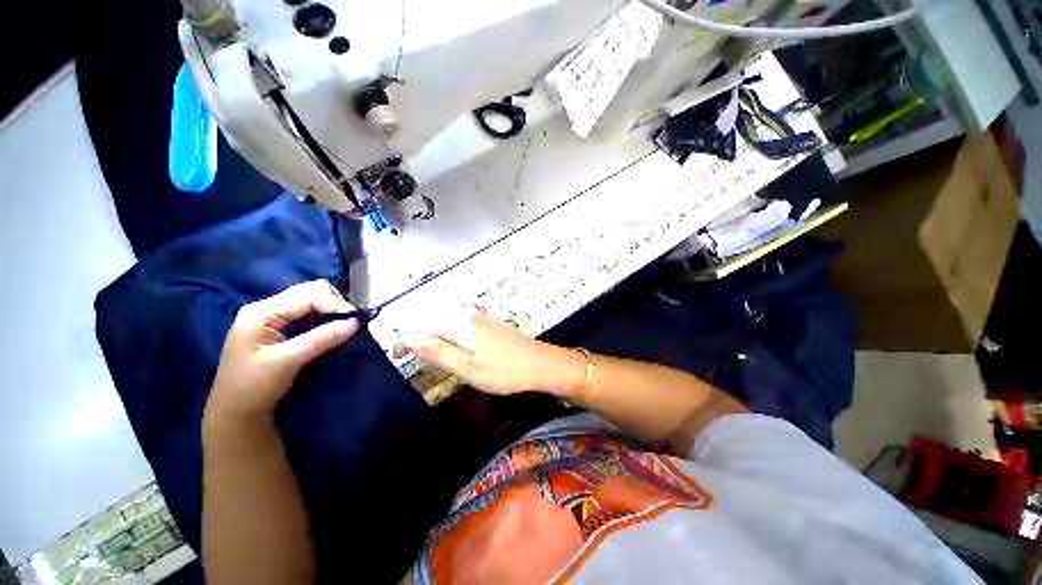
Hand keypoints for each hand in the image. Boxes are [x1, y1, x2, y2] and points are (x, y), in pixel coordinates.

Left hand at [206, 280, 358, 424]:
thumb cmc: (254, 386)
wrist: (234, 413)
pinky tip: (330, 326)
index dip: (335, 304)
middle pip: (308, 291)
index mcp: (261, 312)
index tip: (357, 320)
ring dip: (329, 308)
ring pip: (308, 299)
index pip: (308, 296)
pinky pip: (304, 311)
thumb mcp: (288, 361)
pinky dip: (322, 315)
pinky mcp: (274, 327)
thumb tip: (356, 322)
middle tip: (350, 321)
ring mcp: (268, 317)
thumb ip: (322, 338)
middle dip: (333, 302)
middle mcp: (265, 308)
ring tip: (344, 323)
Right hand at [402, 310, 583, 396]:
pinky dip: (452, 339)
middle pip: (435, 323)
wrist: (540, 364)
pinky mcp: (490, 325)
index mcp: (461, 325)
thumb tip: (409, 339)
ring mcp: (481, 319)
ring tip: (435, 360)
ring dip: (436, 340)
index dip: (407, 340)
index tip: (397, 357)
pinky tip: (458, 352)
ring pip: (449, 325)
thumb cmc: (504, 371)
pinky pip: (462, 327)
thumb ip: (439, 352)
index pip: (423, 325)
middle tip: (415, 361)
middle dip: (420, 340)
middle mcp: (469, 316)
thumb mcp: (468, 367)